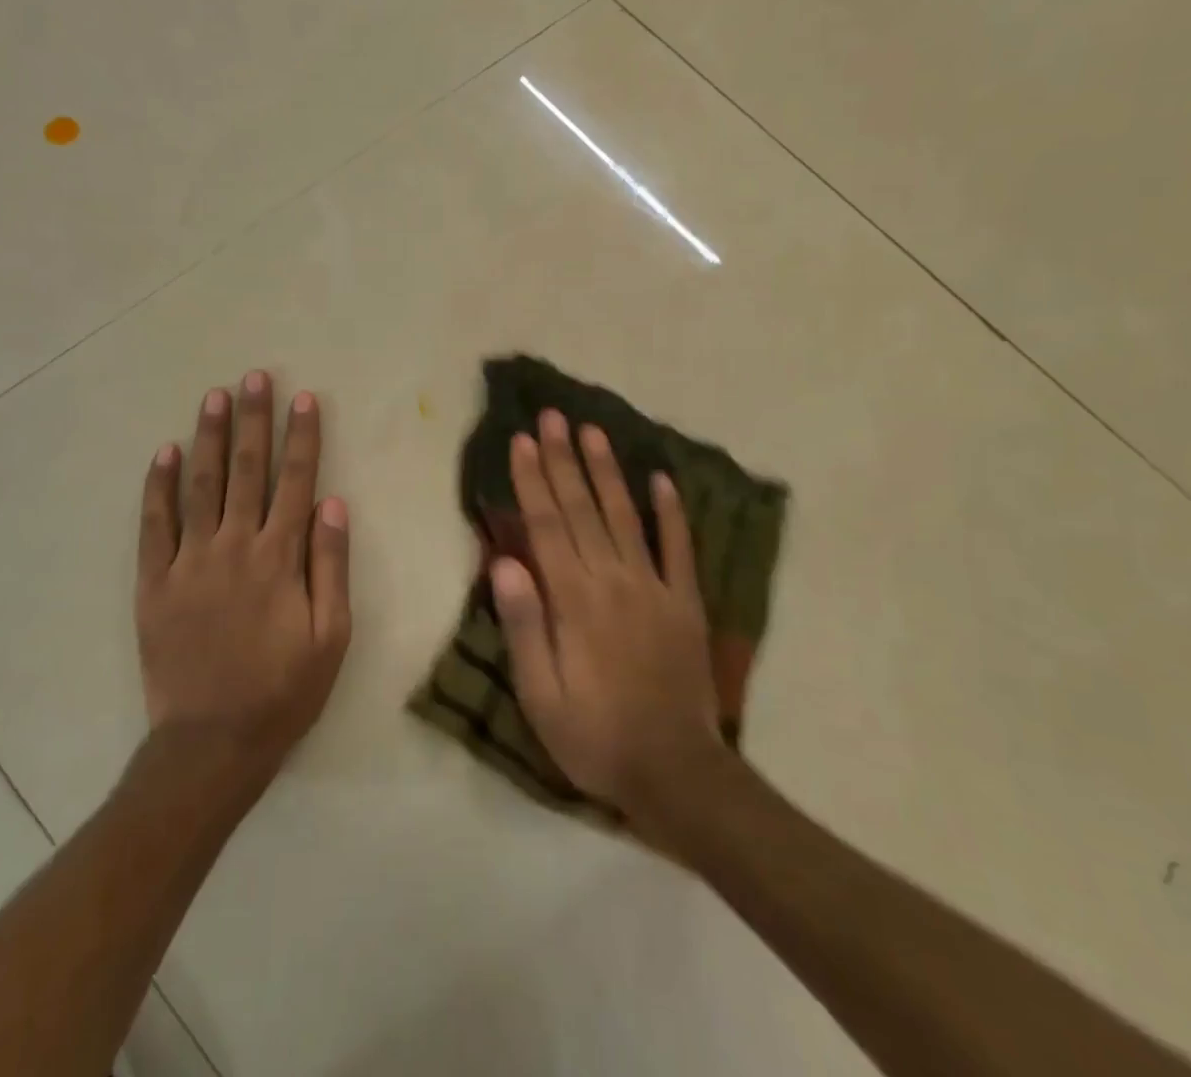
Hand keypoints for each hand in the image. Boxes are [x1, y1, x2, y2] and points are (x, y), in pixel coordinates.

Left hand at [135, 372, 350, 785]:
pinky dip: (157, 487)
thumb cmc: (283, 690)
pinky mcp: (154, 582)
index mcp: (279, 558)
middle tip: (254, 377)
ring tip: (214, 396)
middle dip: (253, 420)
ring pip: (200, 485)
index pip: (295, 482)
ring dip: (208, 437)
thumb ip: (331, 566)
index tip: (304, 399)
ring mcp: (189, 561)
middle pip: (246, 470)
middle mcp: (234, 546)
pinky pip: (154, 525)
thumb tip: (334, 503)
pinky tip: (162, 452)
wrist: (212, 744)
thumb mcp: (331, 636)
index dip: (302, 437)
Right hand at [490, 409, 721, 819]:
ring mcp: (655, 587)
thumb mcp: (540, 695)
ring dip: (608, 471)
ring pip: (625, 516)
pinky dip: (671, 512)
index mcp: (574, 600)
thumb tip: (504, 562)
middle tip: (553, 416)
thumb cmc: (594, 736)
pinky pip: (679, 548)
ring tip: (594, 431)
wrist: (676, 773)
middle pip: (583, 508)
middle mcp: (613, 580)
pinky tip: (662, 480)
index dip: (532, 481)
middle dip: (564, 458)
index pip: (547, 526)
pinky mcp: (686, 602)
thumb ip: (523, 625)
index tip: (521, 441)